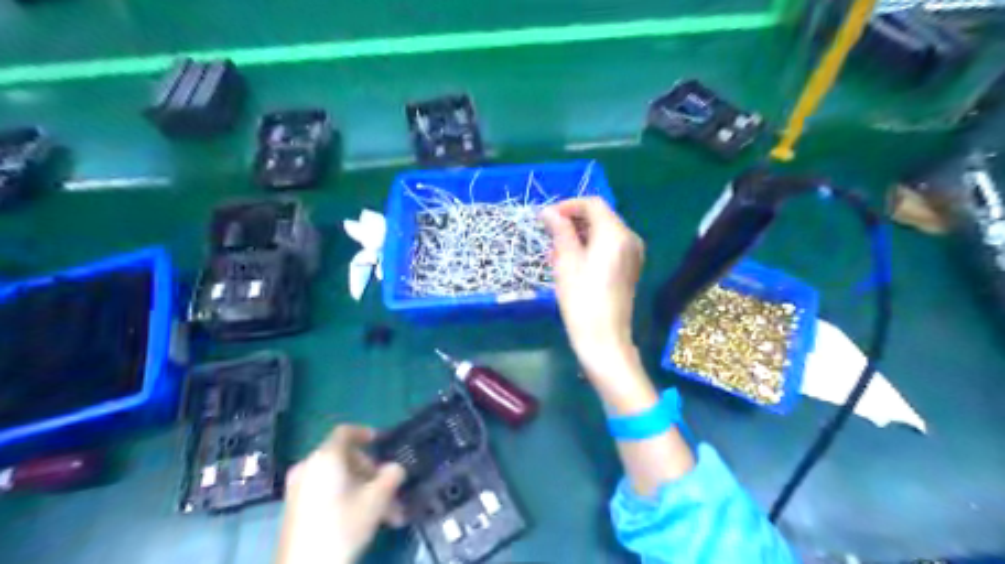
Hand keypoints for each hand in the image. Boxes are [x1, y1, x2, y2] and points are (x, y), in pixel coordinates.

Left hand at [276, 427, 404, 562]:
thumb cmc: (342, 526)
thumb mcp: (376, 499)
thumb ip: (391, 476)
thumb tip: (396, 468)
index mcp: (325, 457)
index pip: (345, 432)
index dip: (366, 433)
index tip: (382, 441)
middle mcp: (308, 467)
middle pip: (346, 459)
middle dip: (372, 474)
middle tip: (391, 491)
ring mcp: (298, 489)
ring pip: (339, 479)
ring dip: (365, 491)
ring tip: (388, 515)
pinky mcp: (295, 510)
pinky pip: (327, 492)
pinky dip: (347, 498)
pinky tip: (366, 520)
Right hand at [541, 197, 642, 378]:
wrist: (604, 339)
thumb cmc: (581, 299)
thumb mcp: (566, 262)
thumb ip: (560, 231)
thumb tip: (548, 211)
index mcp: (615, 233)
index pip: (592, 204)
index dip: (568, 206)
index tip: (546, 218)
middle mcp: (630, 238)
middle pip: (601, 216)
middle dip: (574, 220)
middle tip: (549, 234)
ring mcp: (633, 254)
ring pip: (604, 232)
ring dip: (580, 234)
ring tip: (557, 250)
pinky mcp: (630, 268)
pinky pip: (610, 246)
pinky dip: (591, 246)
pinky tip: (574, 262)